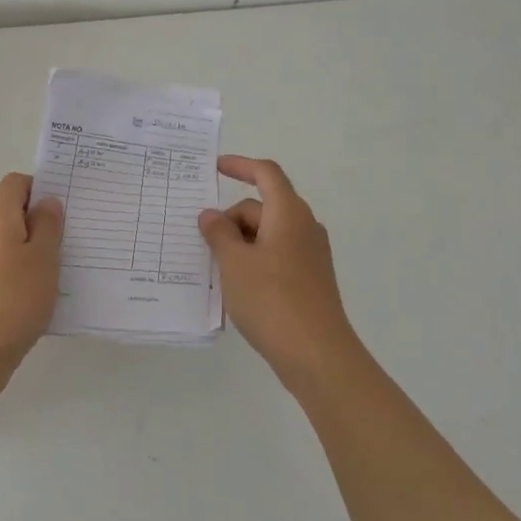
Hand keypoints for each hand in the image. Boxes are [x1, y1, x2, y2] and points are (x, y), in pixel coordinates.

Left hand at [0, 173, 64, 386]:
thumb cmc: (15, 297)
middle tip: (70, 239)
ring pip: (8, 243)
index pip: (15, 183)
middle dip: (40, 222)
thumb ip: (48, 225)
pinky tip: (40, 295)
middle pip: (11, 213)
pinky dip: (21, 273)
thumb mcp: (44, 257)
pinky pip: (3, 269)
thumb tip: (46, 202)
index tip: (63, 208)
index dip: (39, 187)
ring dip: (32, 250)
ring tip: (61, 269)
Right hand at [198, 156, 363, 393]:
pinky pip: (277, 256)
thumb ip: (219, 233)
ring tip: (216, 269)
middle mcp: (304, 227)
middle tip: (203, 244)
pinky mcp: (310, 279)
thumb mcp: (234, 263)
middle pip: (263, 207)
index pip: (266, 174)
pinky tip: (238, 287)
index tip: (216, 167)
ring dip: (241, 243)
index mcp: (289, 213)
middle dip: (232, 218)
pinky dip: (255, 260)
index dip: (241, 165)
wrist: (317, 354)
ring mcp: (310, 254)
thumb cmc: (272, 299)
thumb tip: (211, 215)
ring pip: (268, 234)